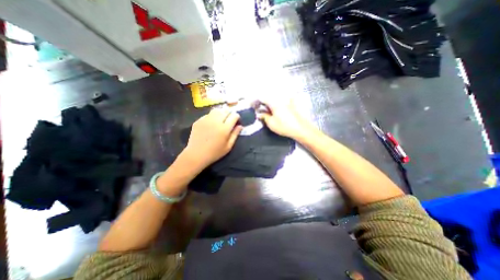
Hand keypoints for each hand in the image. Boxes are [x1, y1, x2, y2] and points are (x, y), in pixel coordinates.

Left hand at [184, 109, 243, 169]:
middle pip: (226, 110)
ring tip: (221, 119)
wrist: (196, 155)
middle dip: (230, 114)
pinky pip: (208, 114)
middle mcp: (216, 121)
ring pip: (216, 110)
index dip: (237, 117)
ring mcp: (206, 120)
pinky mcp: (199, 121)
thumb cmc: (215, 153)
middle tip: (229, 120)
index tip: (237, 121)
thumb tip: (240, 126)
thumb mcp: (228, 146)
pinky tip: (211, 123)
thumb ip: (235, 135)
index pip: (234, 116)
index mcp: (224, 128)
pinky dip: (212, 116)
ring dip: (221, 113)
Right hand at [259, 100, 313, 139]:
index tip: (253, 105)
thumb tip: (259, 114)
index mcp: (274, 103)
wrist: (301, 129)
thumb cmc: (285, 126)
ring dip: (270, 103)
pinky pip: (282, 101)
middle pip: (269, 98)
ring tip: (267, 110)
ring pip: (275, 99)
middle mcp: (281, 99)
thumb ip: (264, 117)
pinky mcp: (292, 105)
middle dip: (263, 102)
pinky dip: (278, 104)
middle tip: (259, 109)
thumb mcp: (271, 123)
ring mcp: (287, 101)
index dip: (256, 101)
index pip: (262, 98)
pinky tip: (277, 110)